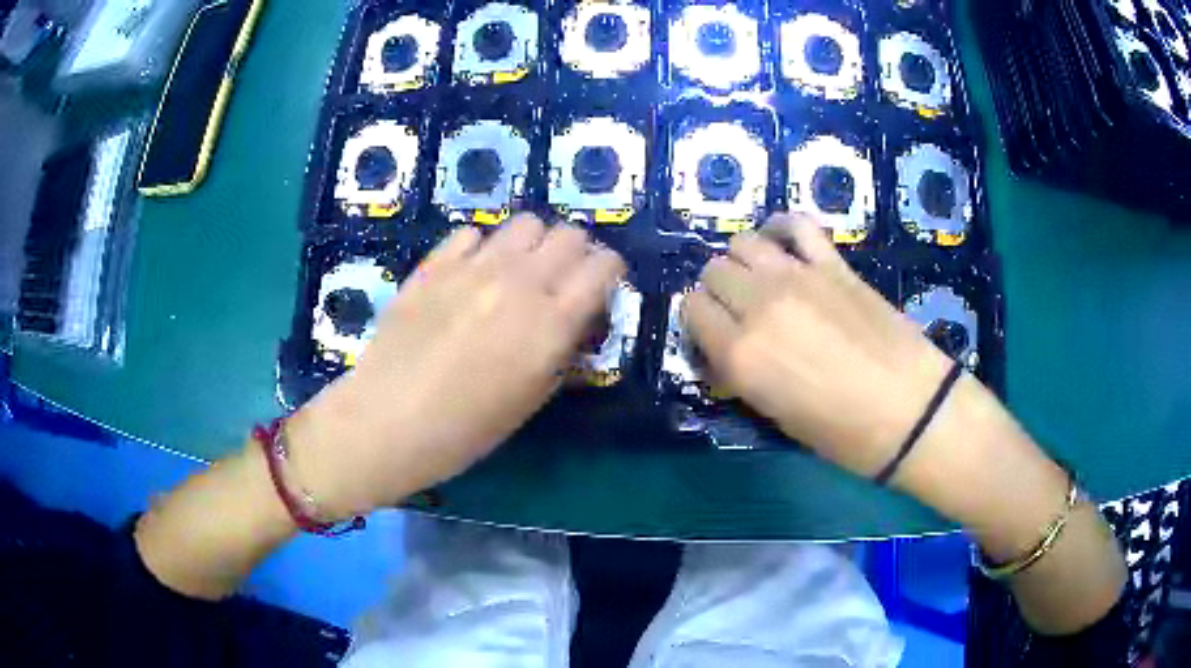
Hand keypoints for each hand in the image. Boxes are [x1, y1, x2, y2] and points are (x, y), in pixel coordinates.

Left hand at [287, 215, 625, 518]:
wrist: (388, 421)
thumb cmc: (466, 429)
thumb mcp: (532, 398)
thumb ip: (561, 347)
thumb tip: (573, 316)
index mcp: (551, 323)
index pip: (603, 265)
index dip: (609, 270)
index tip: (601, 285)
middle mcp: (519, 282)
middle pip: (568, 233)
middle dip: (575, 252)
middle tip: (560, 279)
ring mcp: (473, 266)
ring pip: (525, 223)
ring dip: (532, 243)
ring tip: (517, 271)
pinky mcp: (435, 263)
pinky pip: (472, 233)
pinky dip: (482, 247)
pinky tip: (471, 274)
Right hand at [684, 212, 954, 477]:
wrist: (911, 411)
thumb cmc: (843, 432)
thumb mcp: (775, 415)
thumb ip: (741, 374)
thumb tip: (724, 349)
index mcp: (740, 353)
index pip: (690, 310)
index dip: (698, 322)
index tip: (713, 336)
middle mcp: (759, 305)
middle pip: (713, 271)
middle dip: (718, 291)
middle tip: (738, 312)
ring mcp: (797, 276)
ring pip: (743, 242)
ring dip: (742, 260)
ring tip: (761, 280)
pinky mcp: (833, 263)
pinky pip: (796, 224)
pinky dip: (783, 228)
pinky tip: (785, 245)